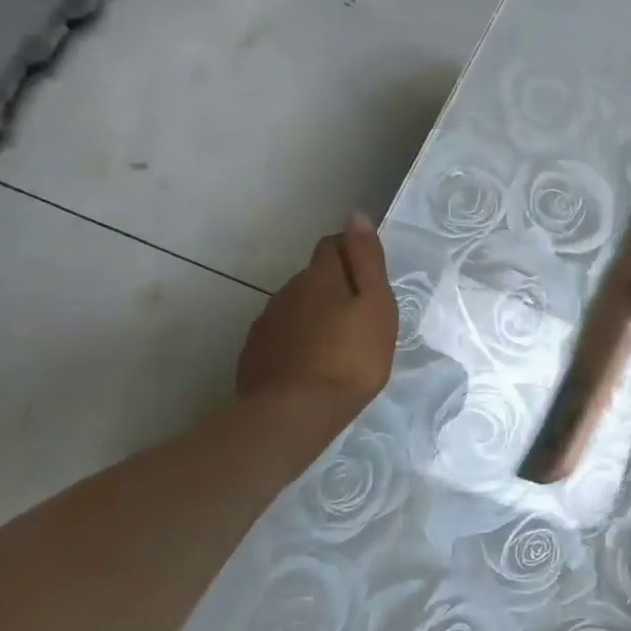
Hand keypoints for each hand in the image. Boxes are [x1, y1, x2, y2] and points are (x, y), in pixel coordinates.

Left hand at [237, 214, 396, 419]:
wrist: (293, 414)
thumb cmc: (350, 358)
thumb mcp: (376, 305)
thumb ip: (367, 260)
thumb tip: (355, 215)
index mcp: (320, 276)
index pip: (333, 244)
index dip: (351, 252)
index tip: (369, 277)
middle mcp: (288, 290)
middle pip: (314, 276)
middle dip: (334, 287)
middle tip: (358, 317)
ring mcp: (266, 322)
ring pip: (295, 305)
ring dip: (314, 314)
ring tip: (335, 344)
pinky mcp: (254, 353)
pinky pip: (280, 335)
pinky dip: (296, 340)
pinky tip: (309, 364)